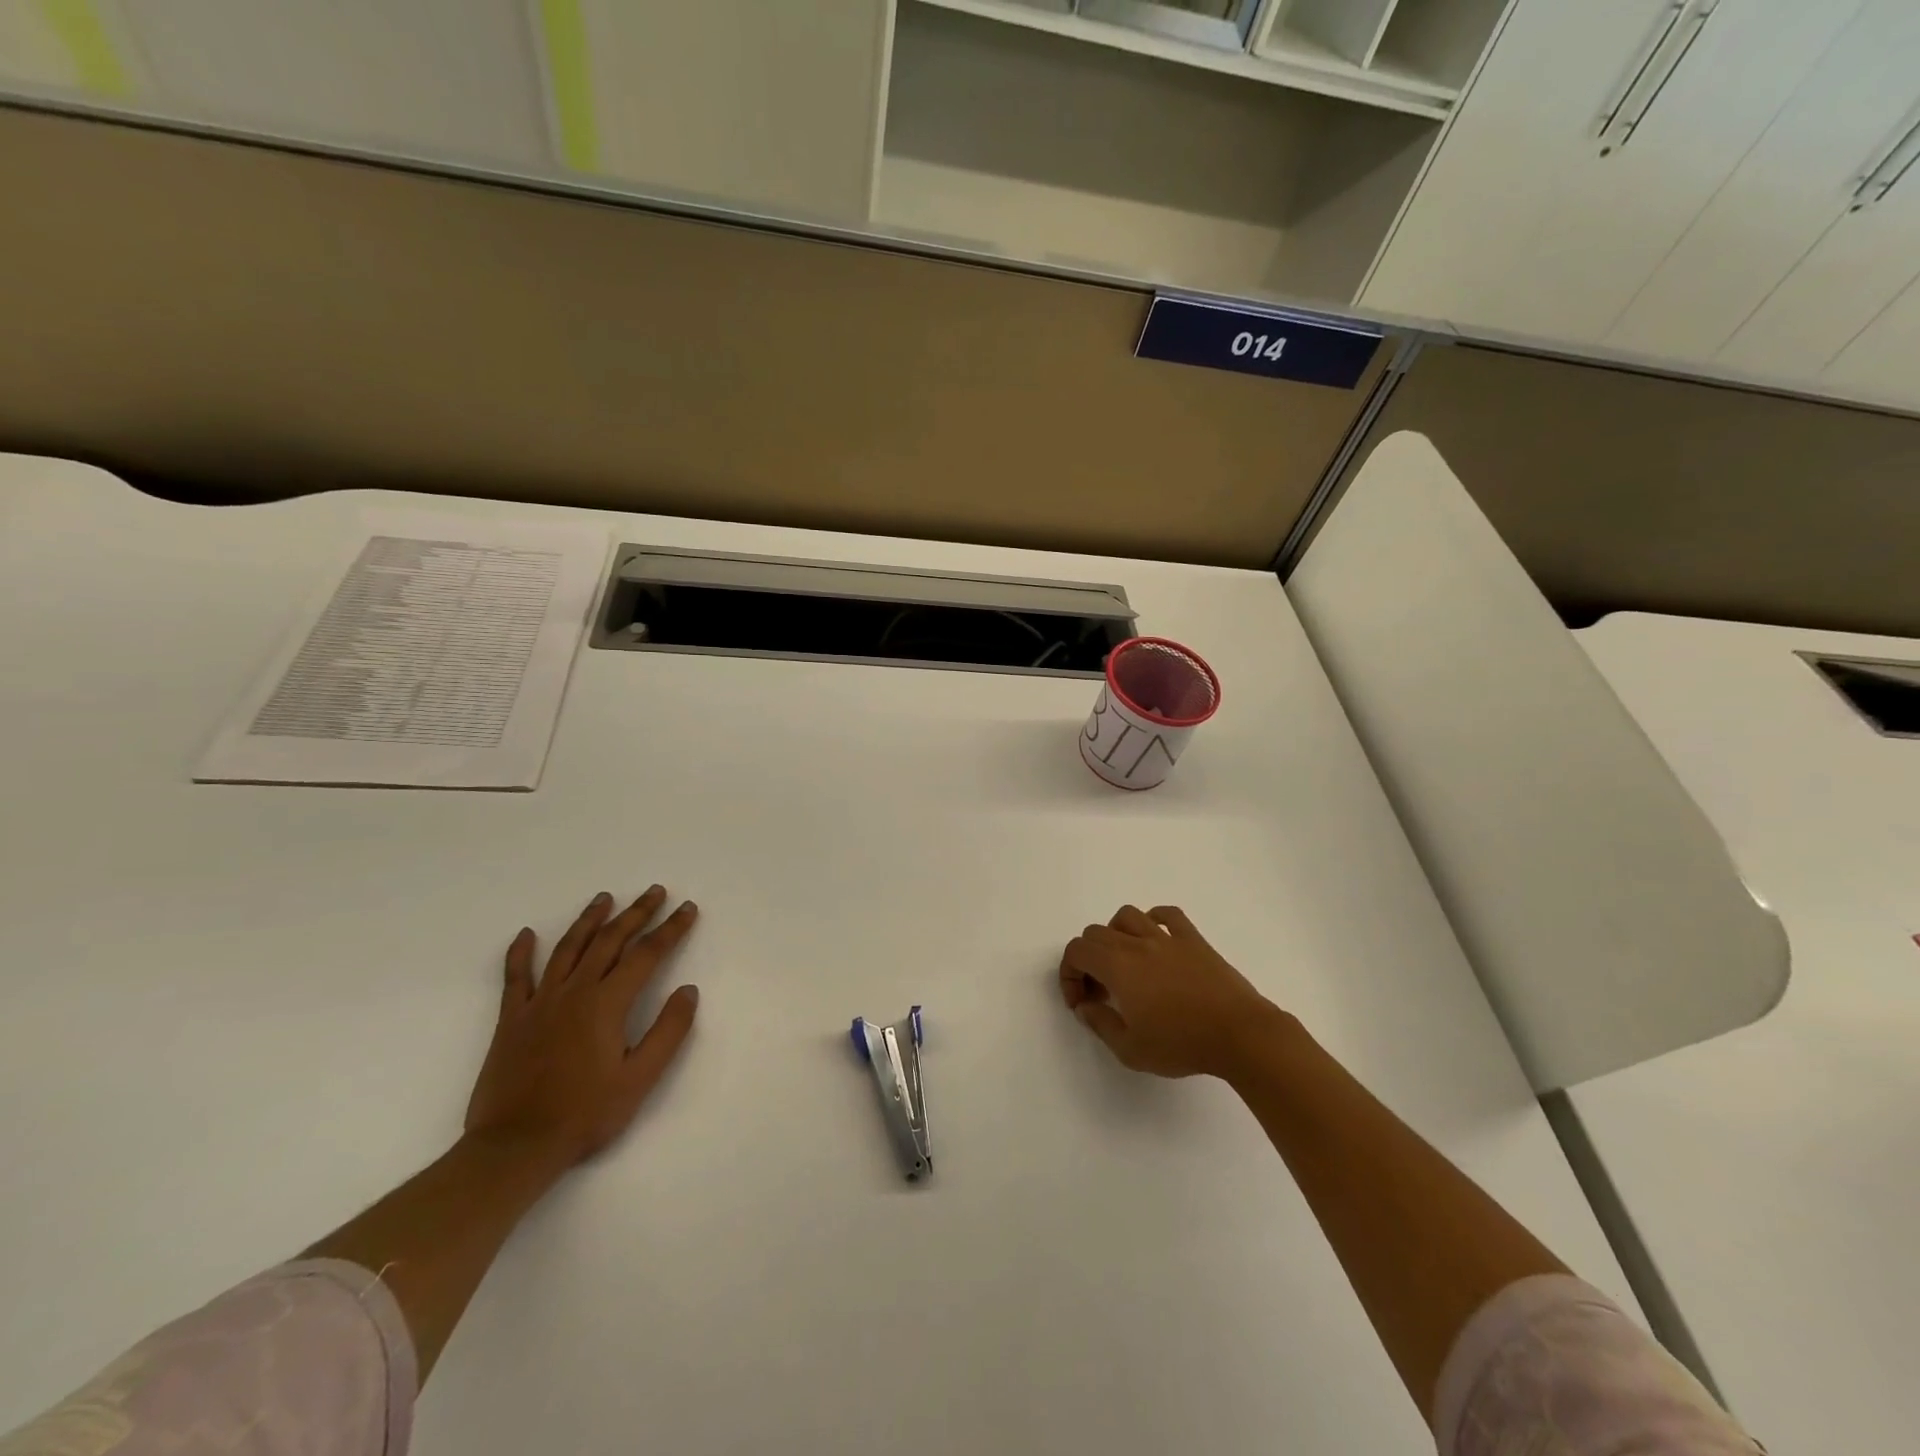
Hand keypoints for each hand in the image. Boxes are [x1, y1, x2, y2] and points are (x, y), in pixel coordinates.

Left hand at [465, 886, 699, 1167]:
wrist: (515, 1147)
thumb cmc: (585, 1114)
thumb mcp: (640, 1079)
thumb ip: (668, 1031)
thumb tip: (688, 990)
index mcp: (607, 1003)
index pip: (647, 954)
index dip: (671, 929)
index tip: (688, 909)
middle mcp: (574, 992)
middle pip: (609, 941)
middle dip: (636, 913)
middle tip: (655, 891)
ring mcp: (539, 1003)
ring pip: (568, 948)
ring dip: (589, 920)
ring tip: (605, 898)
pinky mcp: (511, 1020)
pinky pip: (516, 977)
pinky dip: (520, 953)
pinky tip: (526, 934)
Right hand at [1059, 904, 1285, 1078]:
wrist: (1239, 1034)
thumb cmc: (1181, 1044)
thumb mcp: (1130, 1050)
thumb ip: (1101, 1024)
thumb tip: (1086, 1007)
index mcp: (1117, 966)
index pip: (1077, 951)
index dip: (1069, 975)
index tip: (1082, 1003)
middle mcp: (1137, 944)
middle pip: (1097, 932)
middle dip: (1089, 959)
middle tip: (1102, 991)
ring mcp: (1167, 938)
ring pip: (1128, 916)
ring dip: (1116, 934)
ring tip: (1125, 962)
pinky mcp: (1194, 940)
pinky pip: (1168, 915)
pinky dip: (1154, 920)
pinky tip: (1156, 940)